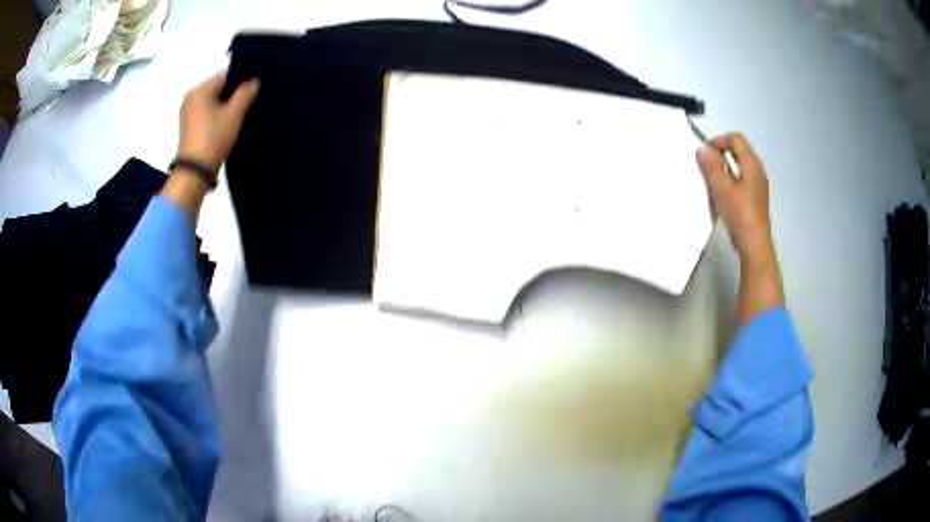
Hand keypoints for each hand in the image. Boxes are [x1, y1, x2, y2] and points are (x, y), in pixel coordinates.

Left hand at [177, 71, 259, 172]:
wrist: (194, 171)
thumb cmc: (214, 138)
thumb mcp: (234, 114)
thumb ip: (246, 93)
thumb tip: (254, 81)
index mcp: (199, 90)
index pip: (225, 75)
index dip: (241, 79)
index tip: (253, 89)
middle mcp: (191, 98)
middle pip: (218, 87)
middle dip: (233, 93)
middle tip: (248, 102)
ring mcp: (187, 113)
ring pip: (212, 100)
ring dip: (225, 105)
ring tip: (239, 114)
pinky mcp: (188, 126)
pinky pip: (206, 112)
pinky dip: (216, 114)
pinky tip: (226, 124)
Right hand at [696, 133, 774, 265]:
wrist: (754, 246)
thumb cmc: (740, 215)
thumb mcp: (722, 189)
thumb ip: (712, 167)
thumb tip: (701, 149)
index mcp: (753, 165)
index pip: (736, 139)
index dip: (719, 140)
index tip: (705, 153)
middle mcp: (758, 171)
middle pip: (740, 150)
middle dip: (722, 151)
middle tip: (707, 164)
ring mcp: (759, 185)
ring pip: (741, 165)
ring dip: (726, 166)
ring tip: (712, 178)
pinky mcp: (756, 198)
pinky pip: (743, 178)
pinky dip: (731, 178)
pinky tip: (723, 192)